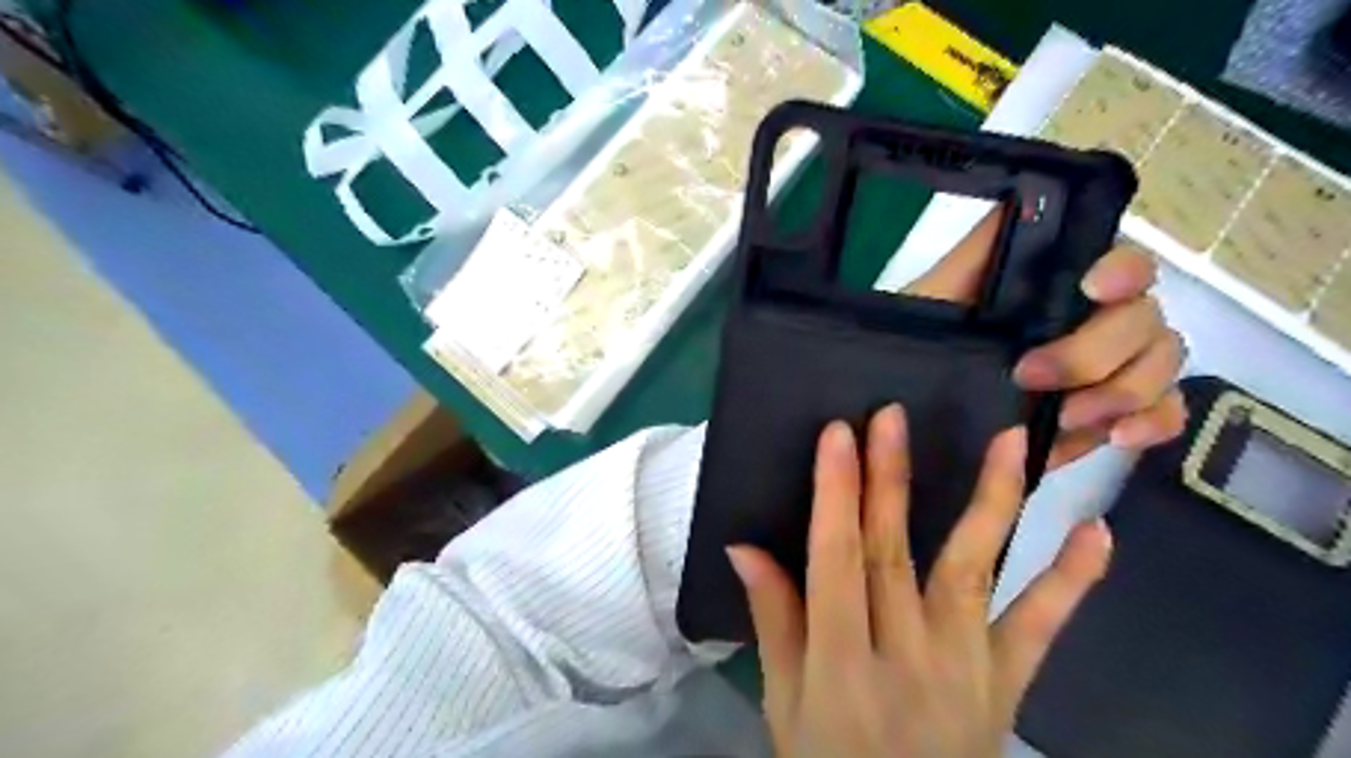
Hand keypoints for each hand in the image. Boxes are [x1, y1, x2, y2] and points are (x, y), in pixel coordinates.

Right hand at [733, 409, 1112, 757]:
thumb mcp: (784, 701)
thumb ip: (772, 620)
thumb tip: (743, 547)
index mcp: (841, 662)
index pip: (836, 561)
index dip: (836, 494)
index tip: (838, 435)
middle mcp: (906, 655)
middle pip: (894, 553)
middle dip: (890, 479)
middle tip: (892, 417)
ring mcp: (966, 667)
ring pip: (975, 571)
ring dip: (992, 503)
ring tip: (1008, 442)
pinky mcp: (1007, 682)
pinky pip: (1041, 628)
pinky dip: (1072, 580)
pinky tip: (1097, 531)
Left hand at [906, 206, 1185, 467]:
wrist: (917, 410)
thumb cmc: (925, 342)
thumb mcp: (937, 296)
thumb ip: (977, 252)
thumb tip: (1017, 196)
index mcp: (1062, 287)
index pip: (1124, 262)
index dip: (1123, 270)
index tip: (1091, 288)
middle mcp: (1096, 319)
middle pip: (1145, 319)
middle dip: (1095, 351)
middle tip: (1032, 376)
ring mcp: (1112, 368)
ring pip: (1163, 362)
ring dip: (1124, 391)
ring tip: (1065, 417)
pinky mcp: (1113, 414)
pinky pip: (1165, 413)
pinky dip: (1154, 423)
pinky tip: (1117, 437)